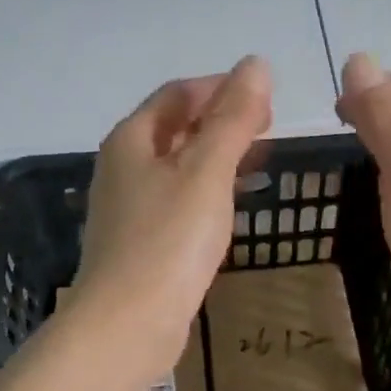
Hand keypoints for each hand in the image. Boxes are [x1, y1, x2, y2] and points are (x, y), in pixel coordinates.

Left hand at [73, 57, 272, 378]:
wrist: (127, 325)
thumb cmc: (168, 240)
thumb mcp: (206, 171)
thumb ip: (233, 118)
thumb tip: (256, 65)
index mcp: (132, 140)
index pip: (177, 94)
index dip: (219, 87)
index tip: (264, 96)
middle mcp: (123, 167)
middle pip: (174, 128)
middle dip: (220, 120)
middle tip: (267, 126)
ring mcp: (129, 208)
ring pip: (177, 166)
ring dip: (215, 155)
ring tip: (257, 159)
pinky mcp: (140, 243)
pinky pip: (177, 200)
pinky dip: (206, 190)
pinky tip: (229, 205)